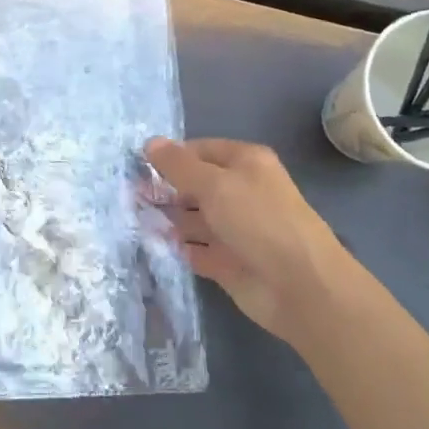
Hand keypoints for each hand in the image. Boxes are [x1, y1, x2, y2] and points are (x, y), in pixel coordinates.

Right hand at [146, 138, 357, 343]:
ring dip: (167, 218)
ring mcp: (234, 229)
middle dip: (164, 189)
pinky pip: (195, 249)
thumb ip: (179, 165)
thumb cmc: (258, 220)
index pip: (200, 151)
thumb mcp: (215, 184)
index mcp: (245, 163)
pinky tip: (151, 244)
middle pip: (195, 185)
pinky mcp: (227, 261)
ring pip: (192, 218)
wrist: (300, 286)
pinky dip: (176, 247)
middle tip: (128, 195)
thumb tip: (150, 142)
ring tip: (133, 218)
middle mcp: (239, 192)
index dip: (171, 157)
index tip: (137, 166)